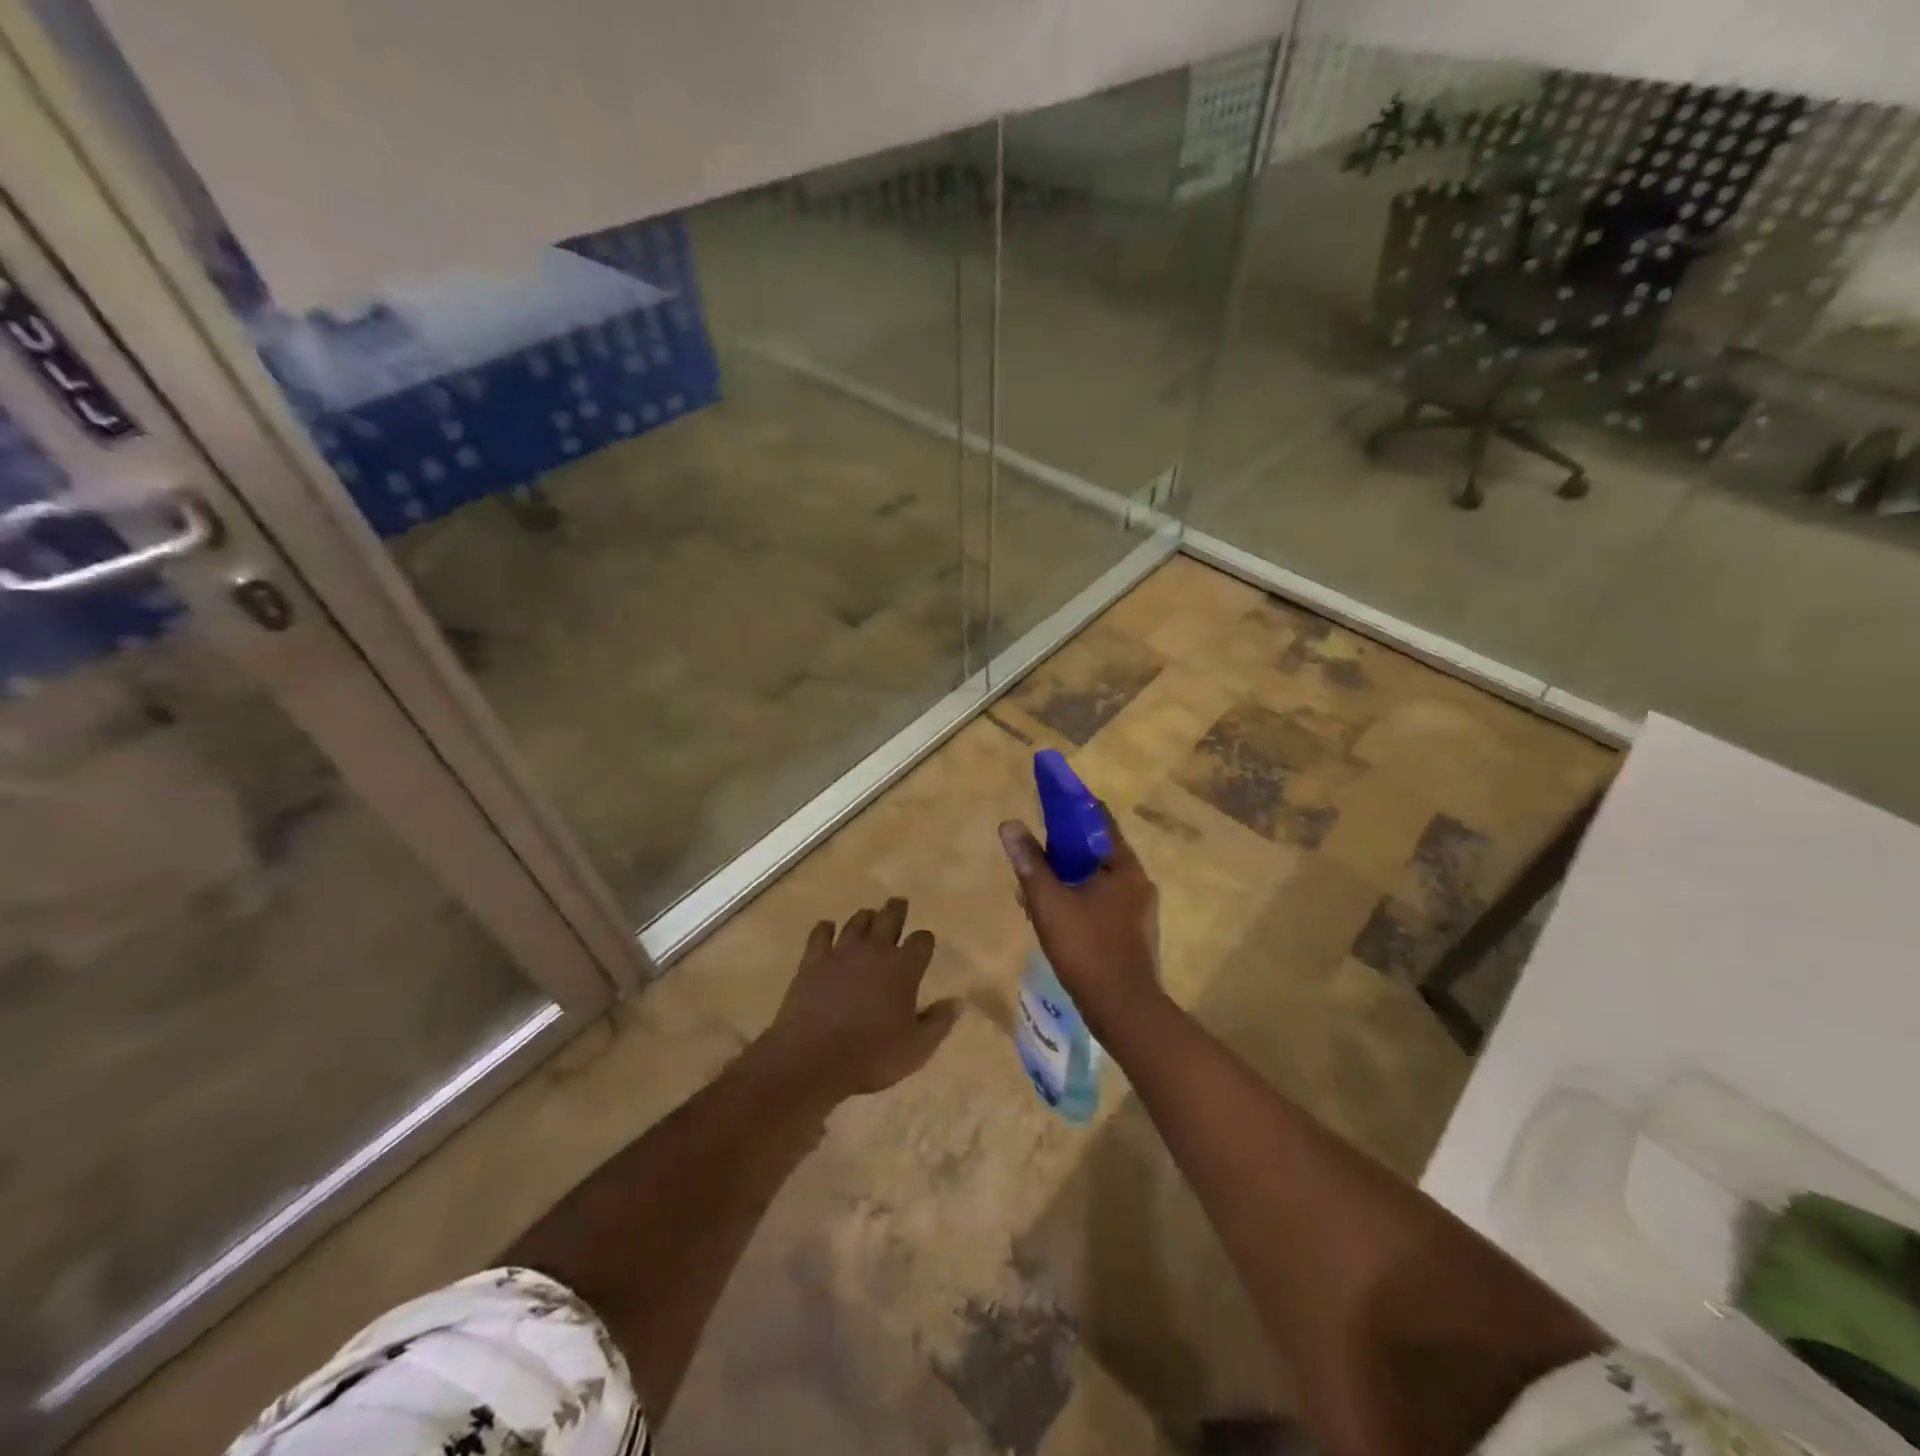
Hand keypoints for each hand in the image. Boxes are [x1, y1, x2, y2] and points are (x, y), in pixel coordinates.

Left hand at [755, 898, 959, 1104]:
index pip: (922, 941)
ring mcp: (841, 952)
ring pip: (857, 922)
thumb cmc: (872, 1056)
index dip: (925, 940)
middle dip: (896, 910)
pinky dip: (826, 929)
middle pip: (889, 918)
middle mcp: (875, 950)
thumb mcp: (917, 1048)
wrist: (813, 1059)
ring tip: (868, 916)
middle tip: (898, 903)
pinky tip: (827, 929)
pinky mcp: (813, 961)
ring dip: (865, 917)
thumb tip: (957, 1002)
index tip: (924, 943)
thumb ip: (939, 1022)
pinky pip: (820, 934)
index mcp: (904, 968)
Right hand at [998, 807, 1160, 1034]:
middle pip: (1096, 851)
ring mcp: (1138, 910)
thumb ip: (1030, 863)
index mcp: (1124, 867)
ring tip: (1034, 892)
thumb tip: (1010, 824)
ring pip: (1096, 880)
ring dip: (1067, 879)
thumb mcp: (1050, 903)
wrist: (1124, 1011)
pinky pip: (1102, 903)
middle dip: (1061, 850)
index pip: (1099, 820)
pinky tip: (1054, 919)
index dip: (1071, 806)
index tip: (1046, 801)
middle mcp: (1138, 882)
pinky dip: (1078, 900)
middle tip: (1032, 856)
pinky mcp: (1132, 933)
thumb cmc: (1087, 950)